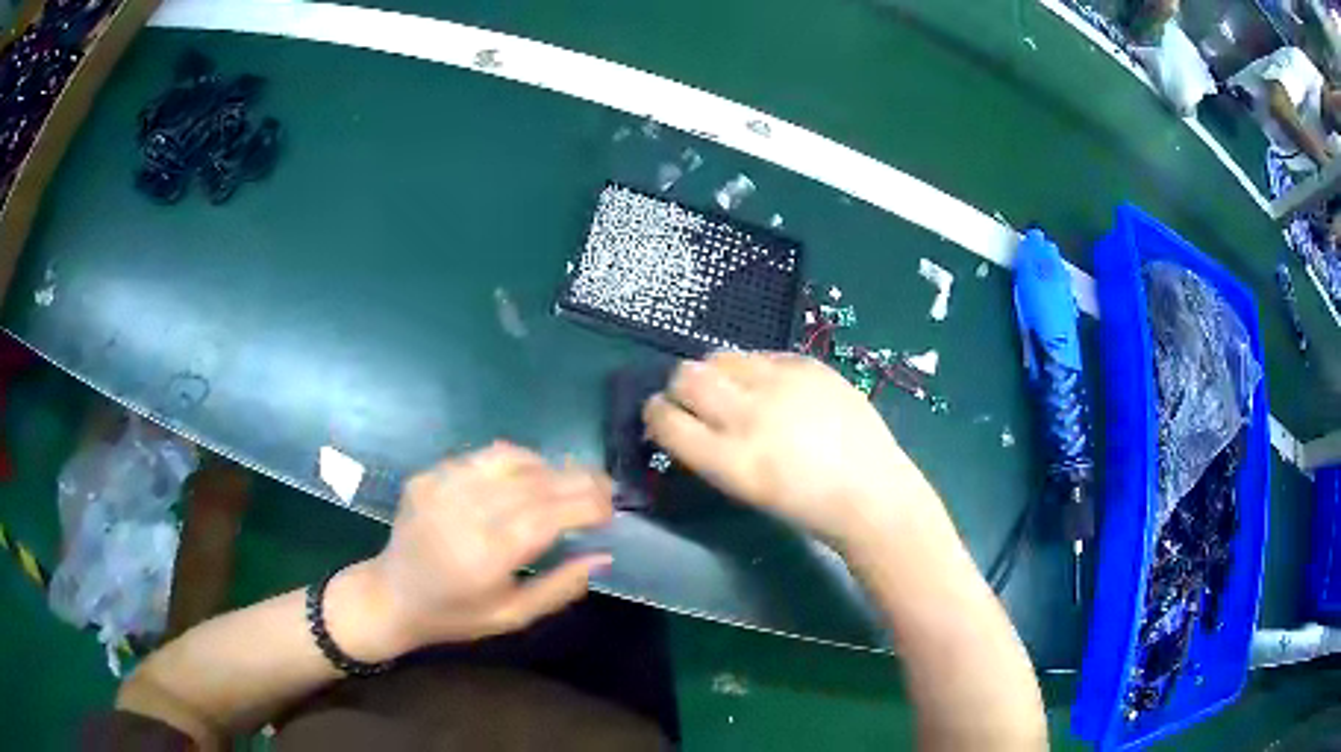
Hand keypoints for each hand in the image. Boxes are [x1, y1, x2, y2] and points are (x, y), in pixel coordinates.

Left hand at [332, 443, 613, 659]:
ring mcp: (439, 487)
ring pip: (507, 459)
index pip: (545, 516)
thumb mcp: (512, 617)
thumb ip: (560, 587)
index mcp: (483, 556)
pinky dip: (513, 461)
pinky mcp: (427, 476)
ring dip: (547, 466)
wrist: (391, 595)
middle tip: (605, 486)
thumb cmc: (455, 615)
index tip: (611, 508)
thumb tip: (603, 555)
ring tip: (569, 480)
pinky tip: (526, 476)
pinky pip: (480, 457)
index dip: (584, 505)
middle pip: (532, 482)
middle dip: (576, 479)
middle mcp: (461, 513)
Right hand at [643, 352, 940, 550]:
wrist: (870, 491)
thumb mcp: (744, 489)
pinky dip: (756, 371)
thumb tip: (684, 420)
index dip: (655, 414)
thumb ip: (709, 451)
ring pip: (721, 357)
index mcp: (731, 460)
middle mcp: (750, 416)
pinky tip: (773, 389)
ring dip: (715, 373)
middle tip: (693, 399)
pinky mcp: (808, 366)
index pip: (667, 421)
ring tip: (733, 390)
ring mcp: (782, 385)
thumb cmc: (804, 506)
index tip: (660, 415)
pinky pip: (763, 356)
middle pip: (686, 377)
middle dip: (679, 386)